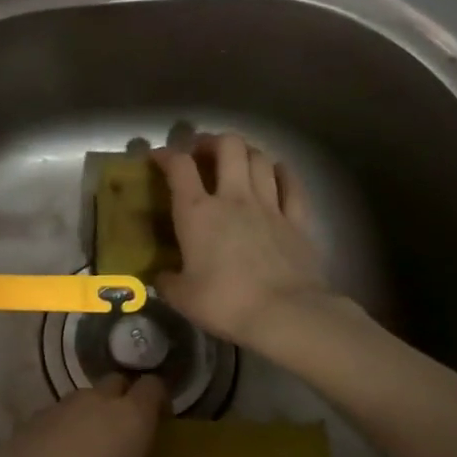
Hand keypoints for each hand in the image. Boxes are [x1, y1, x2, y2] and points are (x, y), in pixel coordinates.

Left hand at [0, 374, 182, 456]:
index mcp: (132, 414)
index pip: (152, 385)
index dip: (159, 396)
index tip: (162, 417)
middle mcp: (99, 399)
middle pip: (117, 382)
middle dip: (125, 397)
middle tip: (128, 428)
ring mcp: (64, 402)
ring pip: (87, 396)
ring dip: (94, 410)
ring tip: (95, 443)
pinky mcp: (36, 414)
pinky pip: (60, 411)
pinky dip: (67, 424)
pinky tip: (62, 452)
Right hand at [151, 133, 334, 349]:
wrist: (286, 314)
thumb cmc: (225, 302)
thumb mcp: (182, 296)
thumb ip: (167, 281)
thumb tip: (160, 276)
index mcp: (197, 212)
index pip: (179, 166)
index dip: (166, 155)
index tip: (158, 157)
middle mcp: (233, 197)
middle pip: (227, 146)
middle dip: (212, 142)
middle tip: (202, 154)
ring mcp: (269, 205)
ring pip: (260, 159)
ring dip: (246, 153)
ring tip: (237, 162)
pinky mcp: (298, 220)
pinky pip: (292, 184)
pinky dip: (283, 173)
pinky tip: (277, 172)